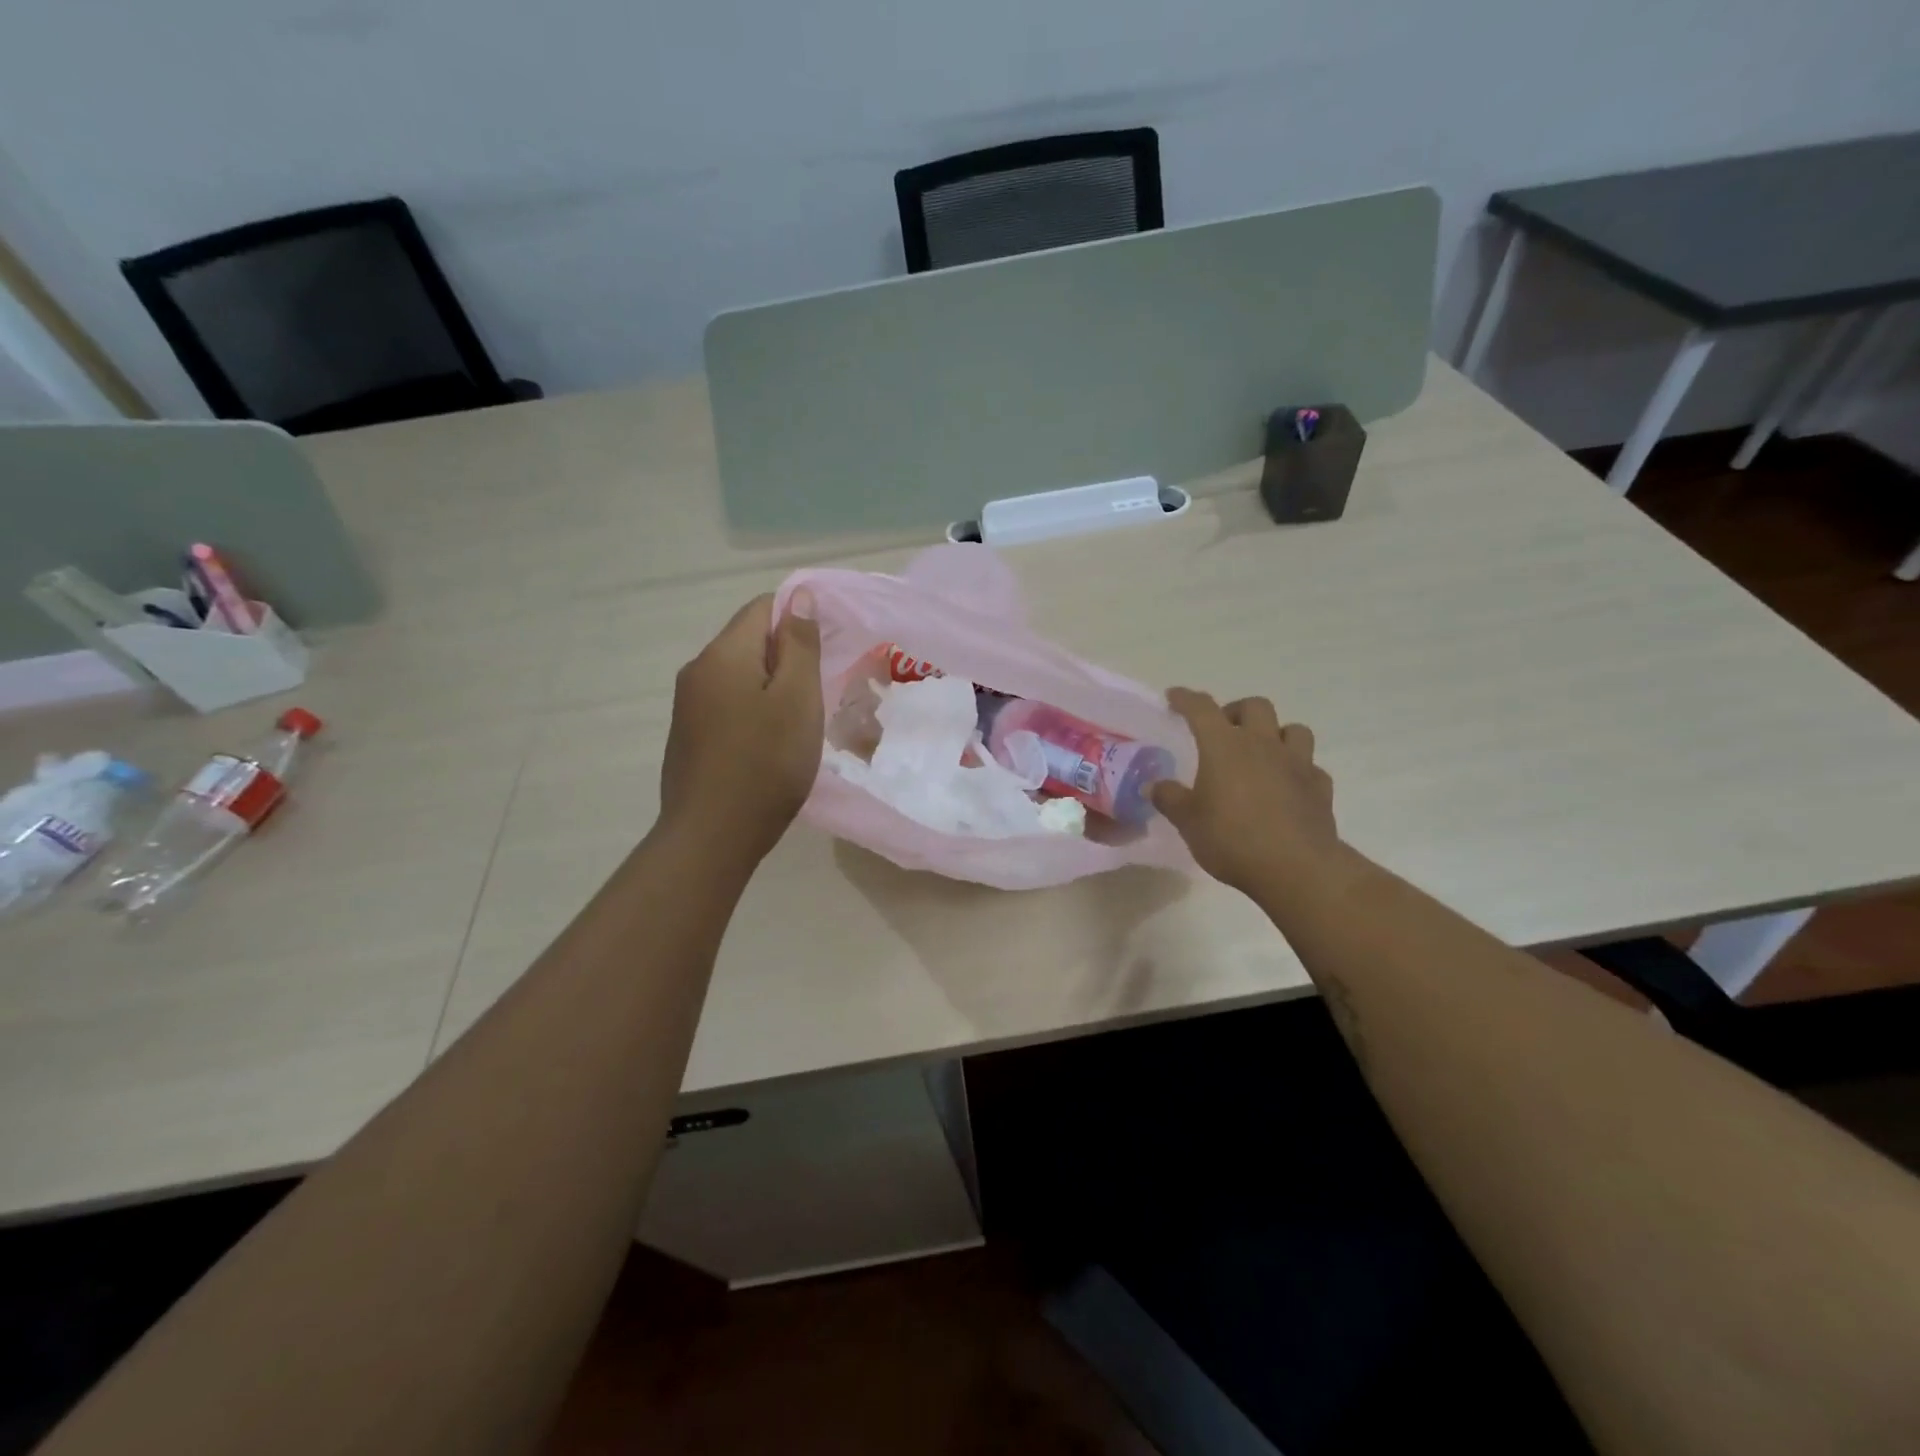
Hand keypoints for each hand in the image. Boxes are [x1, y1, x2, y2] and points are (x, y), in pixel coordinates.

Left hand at [658, 592, 822, 863]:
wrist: (711, 837)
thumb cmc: (765, 765)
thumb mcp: (797, 700)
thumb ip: (800, 645)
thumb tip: (800, 598)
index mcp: (723, 655)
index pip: (762, 608)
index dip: (799, 618)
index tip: (829, 650)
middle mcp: (697, 671)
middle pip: (748, 640)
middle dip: (787, 655)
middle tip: (822, 688)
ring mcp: (688, 705)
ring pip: (739, 674)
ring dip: (772, 685)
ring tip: (802, 718)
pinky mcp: (689, 736)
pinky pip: (727, 703)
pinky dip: (753, 709)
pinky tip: (772, 741)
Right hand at [1151, 688, 1341, 895]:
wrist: (1296, 868)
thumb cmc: (1232, 839)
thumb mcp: (1188, 822)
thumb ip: (1170, 799)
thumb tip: (1153, 786)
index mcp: (1224, 746)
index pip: (1201, 708)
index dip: (1185, 699)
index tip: (1174, 697)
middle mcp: (1262, 744)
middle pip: (1254, 706)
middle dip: (1236, 711)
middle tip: (1223, 730)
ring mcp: (1297, 763)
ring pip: (1293, 729)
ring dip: (1276, 734)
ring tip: (1262, 753)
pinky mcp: (1320, 787)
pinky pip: (1310, 766)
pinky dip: (1298, 770)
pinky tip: (1288, 786)